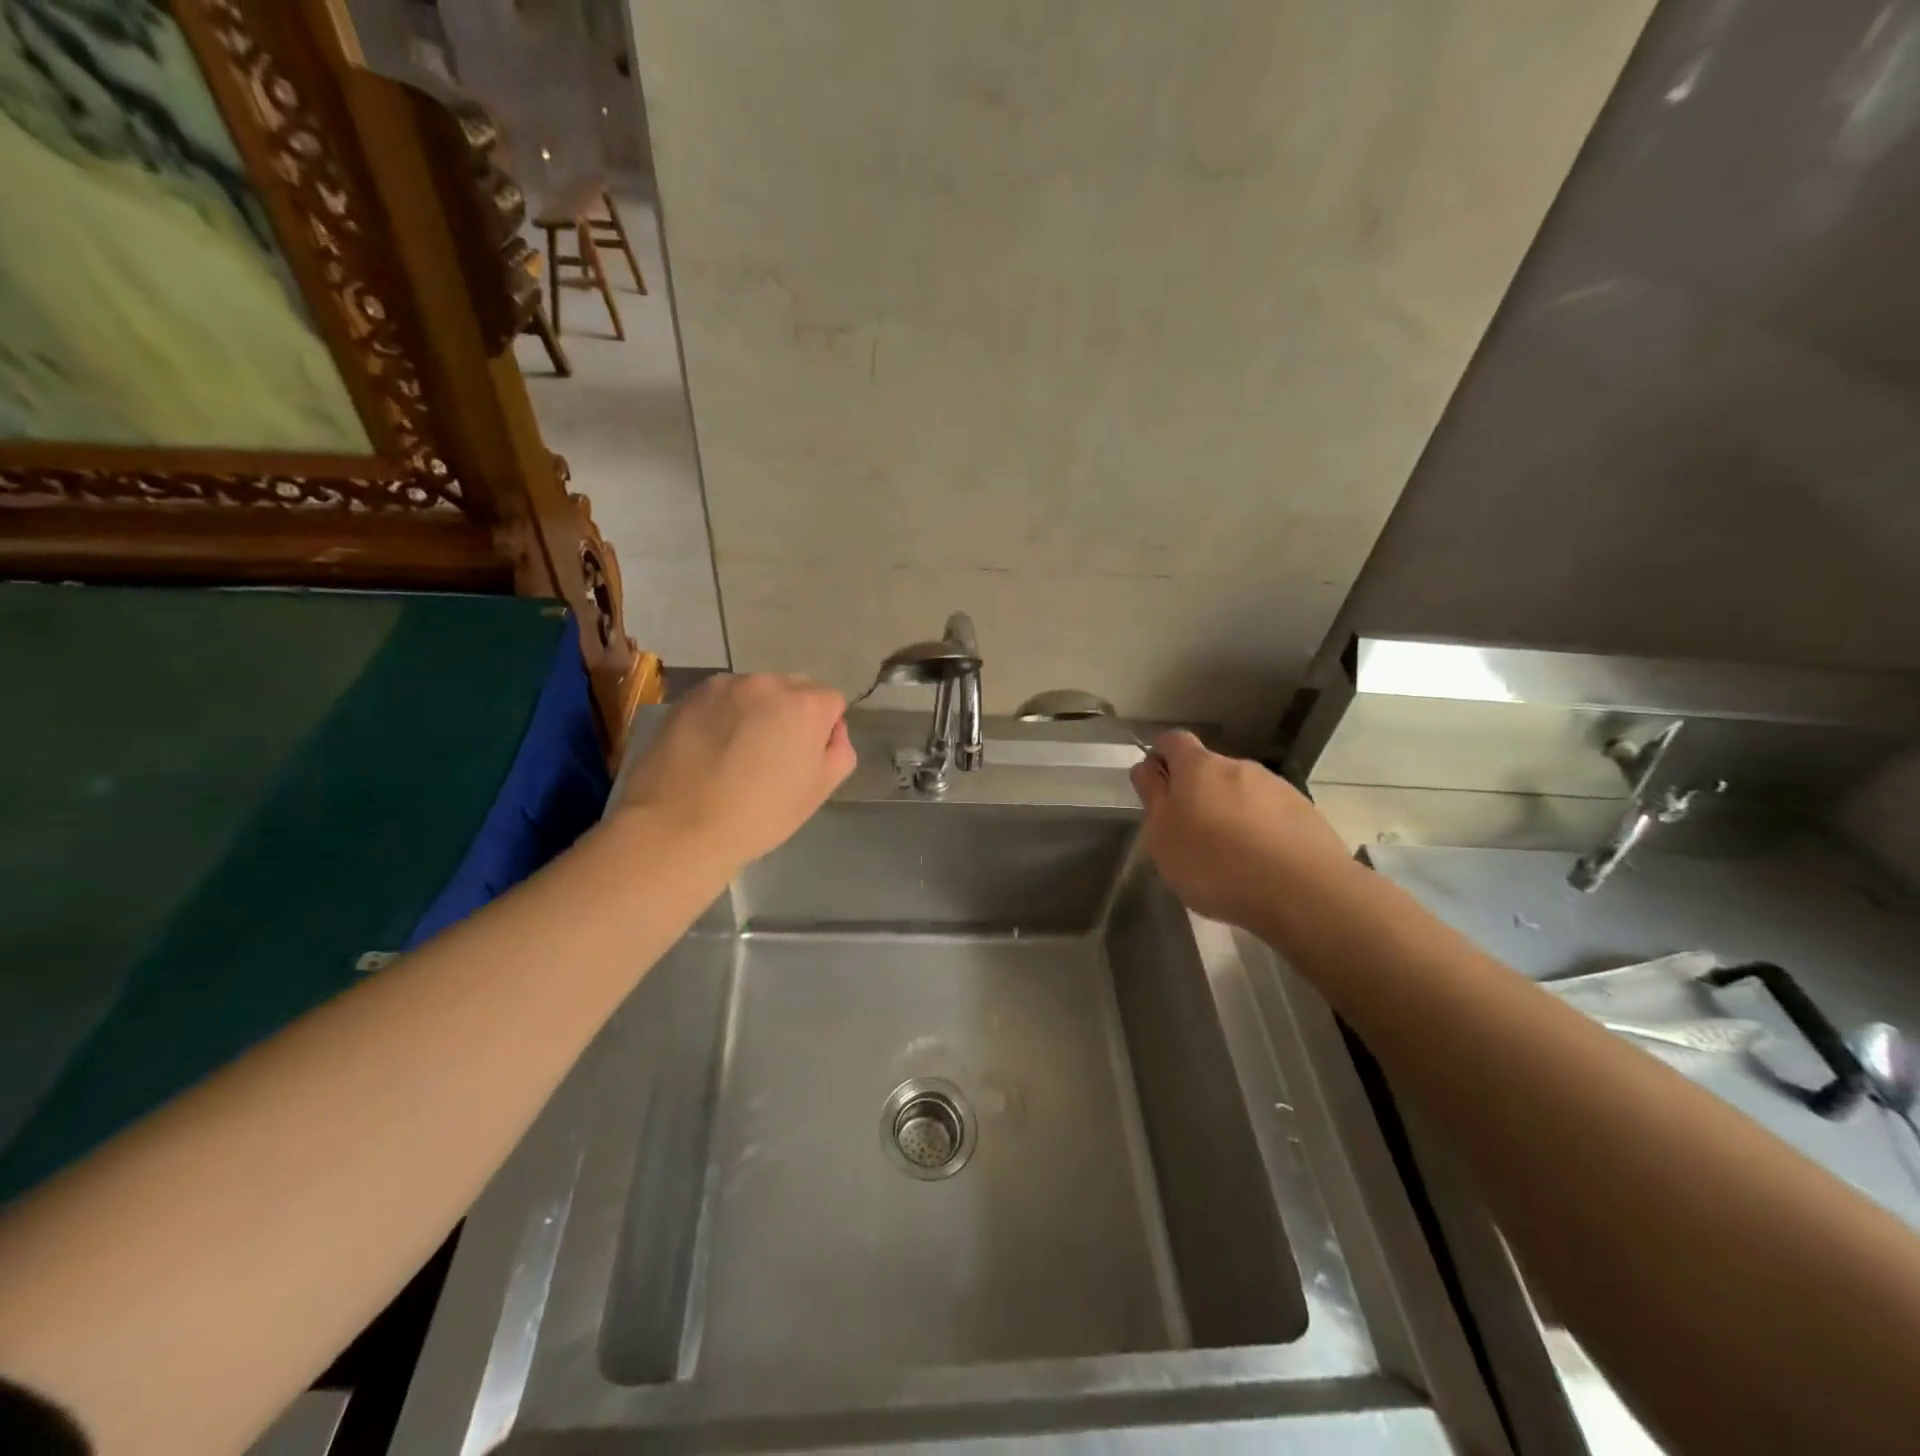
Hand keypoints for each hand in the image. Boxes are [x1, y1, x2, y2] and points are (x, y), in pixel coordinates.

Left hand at [616, 673, 855, 868]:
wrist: (677, 828)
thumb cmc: (759, 815)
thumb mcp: (818, 791)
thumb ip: (839, 752)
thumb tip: (830, 732)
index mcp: (805, 705)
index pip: (831, 701)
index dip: (824, 730)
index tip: (805, 759)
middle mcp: (767, 683)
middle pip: (794, 689)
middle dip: (792, 714)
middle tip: (773, 756)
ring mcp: (724, 686)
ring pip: (756, 692)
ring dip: (756, 712)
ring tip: (737, 753)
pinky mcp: (689, 696)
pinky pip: (722, 699)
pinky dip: (724, 715)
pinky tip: (711, 749)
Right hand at [1129, 730, 1350, 927]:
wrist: (1302, 892)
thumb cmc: (1215, 863)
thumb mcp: (1162, 836)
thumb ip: (1152, 797)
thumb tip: (1147, 767)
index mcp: (1198, 767)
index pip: (1173, 740)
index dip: (1160, 756)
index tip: (1154, 785)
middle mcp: (1238, 766)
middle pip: (1209, 769)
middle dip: (1197, 792)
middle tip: (1189, 833)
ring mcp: (1277, 787)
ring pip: (1242, 792)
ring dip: (1230, 811)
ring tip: (1228, 855)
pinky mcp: (1305, 813)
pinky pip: (1271, 814)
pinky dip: (1260, 829)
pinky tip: (1260, 863)